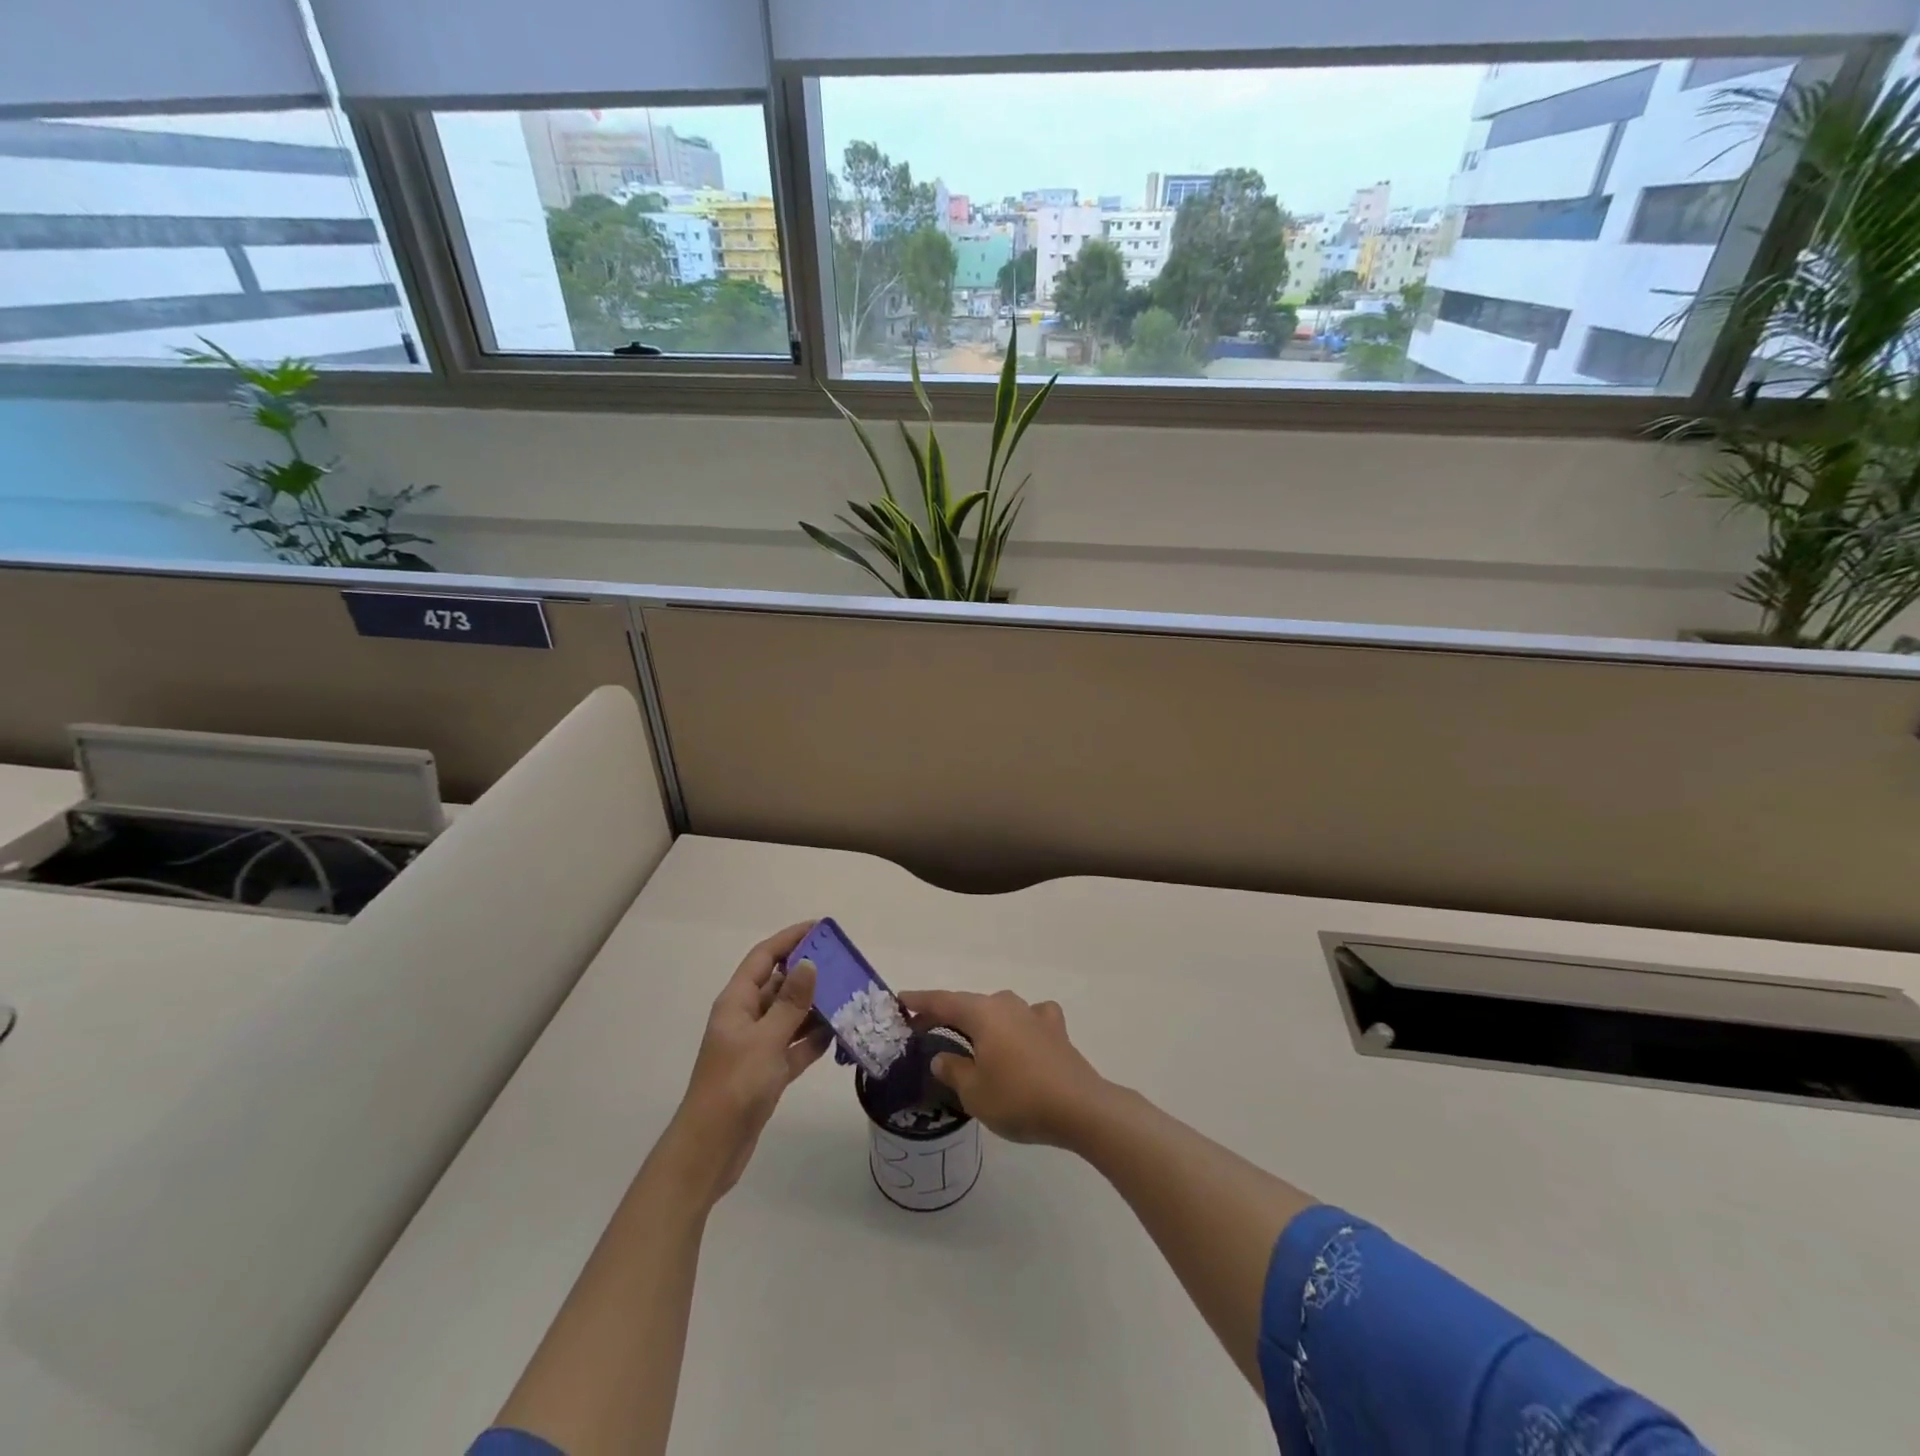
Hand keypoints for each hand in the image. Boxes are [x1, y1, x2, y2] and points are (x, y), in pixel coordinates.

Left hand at [672, 922, 831, 1199]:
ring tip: (850, 995)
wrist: (710, 1150)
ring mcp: (757, 1046)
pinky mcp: (767, 1072)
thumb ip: (790, 1003)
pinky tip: (839, 1033)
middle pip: (779, 984)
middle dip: (809, 972)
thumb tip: (809, 963)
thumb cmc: (734, 1087)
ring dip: (816, 1006)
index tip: (820, 927)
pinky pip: (795, 1045)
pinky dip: (814, 1039)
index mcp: (736, 1003)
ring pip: (790, 1015)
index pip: (764, 958)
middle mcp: (746, 1019)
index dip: (789, 939)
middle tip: (845, 964)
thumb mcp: (765, 1040)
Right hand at [896, 989, 1110, 1147]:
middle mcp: (1007, 1004)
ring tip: (969, 1037)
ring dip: (981, 1021)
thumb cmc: (1018, 1097)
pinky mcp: (1055, 1030)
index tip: (900, 1000)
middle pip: (969, 1004)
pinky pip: (1028, 1019)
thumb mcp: (974, 1091)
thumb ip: (953, 1070)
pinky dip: (1017, 1026)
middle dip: (946, 1014)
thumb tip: (942, 1056)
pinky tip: (1020, 1037)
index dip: (919, 1002)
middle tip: (924, 1028)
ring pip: (998, 1010)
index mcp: (982, 1013)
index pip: (942, 1001)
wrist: (1079, 1107)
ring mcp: (1034, 1014)